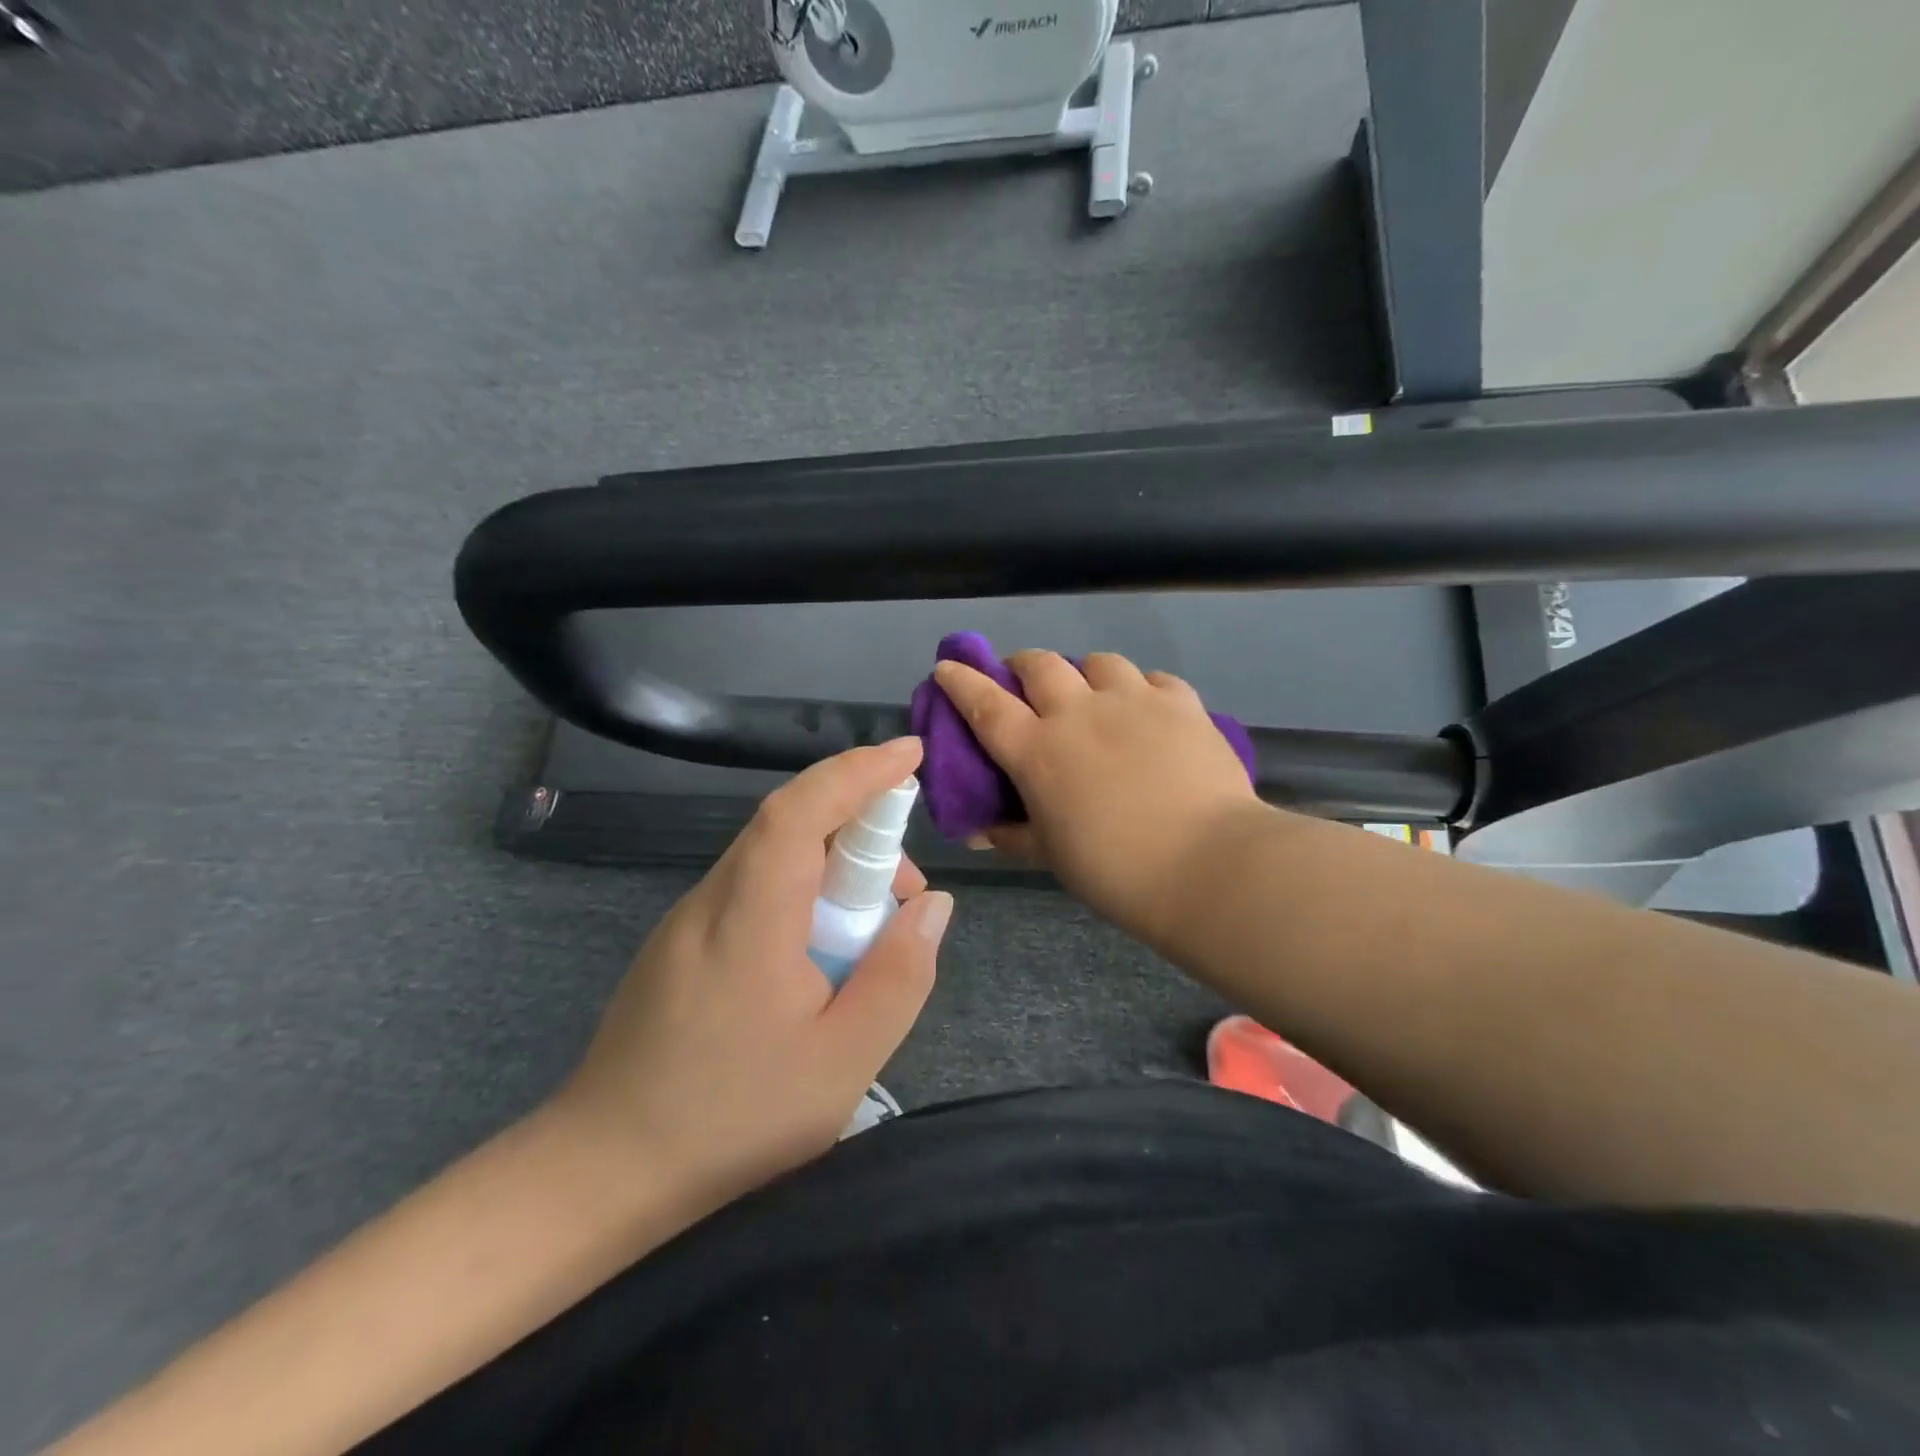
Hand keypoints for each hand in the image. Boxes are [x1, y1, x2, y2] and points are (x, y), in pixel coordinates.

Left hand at [551, 737, 951, 1208]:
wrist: (603, 1171)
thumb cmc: (730, 1120)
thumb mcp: (843, 1060)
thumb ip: (899, 976)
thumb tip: (932, 905)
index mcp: (750, 916)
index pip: (801, 810)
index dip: (858, 771)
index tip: (911, 754)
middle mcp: (713, 898)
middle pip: (790, 826)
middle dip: (861, 831)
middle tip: (906, 895)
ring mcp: (689, 918)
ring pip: (773, 856)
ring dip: (834, 867)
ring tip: (871, 935)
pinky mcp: (681, 942)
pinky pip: (754, 888)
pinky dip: (803, 891)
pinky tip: (820, 955)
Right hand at [933, 650, 1260, 943]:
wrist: (1205, 865)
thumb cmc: (1114, 869)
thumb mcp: (1052, 856)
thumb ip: (1013, 836)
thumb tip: (980, 833)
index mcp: (1037, 750)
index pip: (984, 703)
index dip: (961, 681)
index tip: (948, 666)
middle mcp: (1078, 711)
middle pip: (1039, 664)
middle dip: (1022, 665)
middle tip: (1023, 680)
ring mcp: (1132, 700)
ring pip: (1097, 661)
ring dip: (1084, 673)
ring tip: (1092, 693)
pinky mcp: (1180, 702)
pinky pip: (1152, 678)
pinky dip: (1141, 688)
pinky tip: (1147, 708)